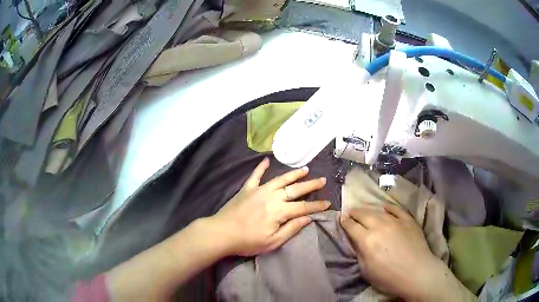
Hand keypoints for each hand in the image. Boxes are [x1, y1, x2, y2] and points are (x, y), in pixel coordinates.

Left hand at [209, 158, 329, 256]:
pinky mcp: (247, 189)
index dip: (317, 205)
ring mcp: (259, 190)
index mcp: (279, 211)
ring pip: (280, 179)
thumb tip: (308, 218)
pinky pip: (255, 175)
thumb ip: (291, 229)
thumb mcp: (273, 242)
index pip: (303, 207)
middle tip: (322, 180)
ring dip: (293, 174)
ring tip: (305, 169)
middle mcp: (272, 196)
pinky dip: (261, 167)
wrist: (221, 233)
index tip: (328, 202)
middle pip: (295, 189)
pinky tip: (266, 160)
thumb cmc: (248, 241)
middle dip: (311, 185)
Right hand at [340, 205, 464, 300]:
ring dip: (368, 209)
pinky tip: (385, 208)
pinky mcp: (408, 220)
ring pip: (378, 210)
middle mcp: (380, 226)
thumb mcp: (366, 270)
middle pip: (363, 214)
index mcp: (367, 240)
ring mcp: (396, 221)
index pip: (351, 226)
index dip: (344, 222)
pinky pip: (396, 209)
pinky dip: (389, 208)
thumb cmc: (389, 277)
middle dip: (354, 212)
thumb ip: (360, 253)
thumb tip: (356, 241)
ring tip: (364, 210)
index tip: (341, 219)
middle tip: (350, 212)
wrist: (417, 273)